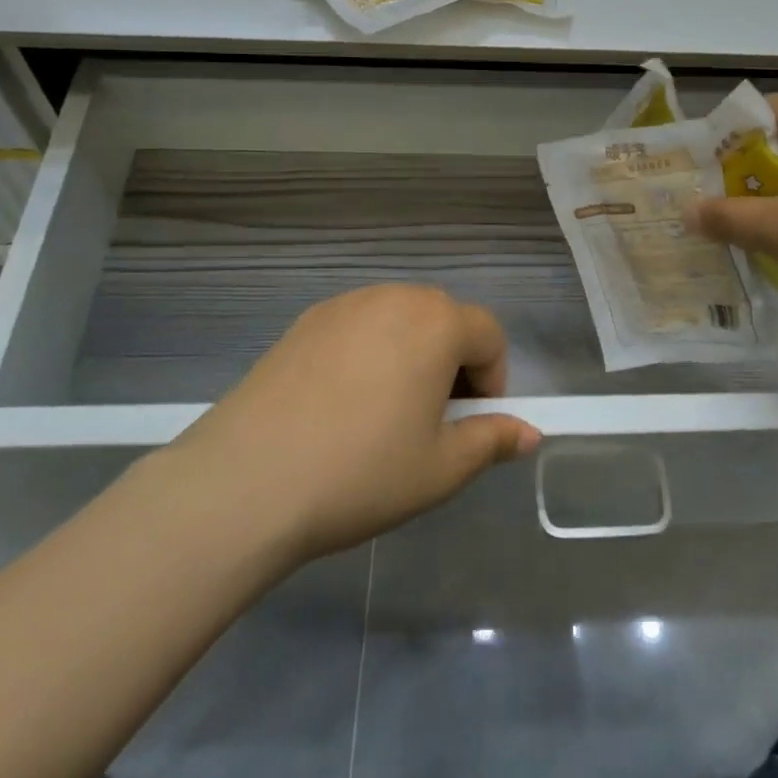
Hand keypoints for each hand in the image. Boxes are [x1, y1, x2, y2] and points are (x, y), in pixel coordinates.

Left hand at [169, 285, 540, 561]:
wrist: (247, 480)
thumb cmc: (361, 472)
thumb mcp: (440, 469)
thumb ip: (491, 441)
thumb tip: (529, 434)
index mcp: (436, 322)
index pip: (488, 334)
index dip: (492, 379)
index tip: (468, 424)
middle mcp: (393, 297)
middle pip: (444, 320)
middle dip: (451, 363)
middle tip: (429, 421)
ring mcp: (344, 304)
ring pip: (399, 320)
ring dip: (409, 355)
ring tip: (382, 414)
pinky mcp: (304, 320)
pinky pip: (357, 327)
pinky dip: (367, 353)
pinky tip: (338, 405)